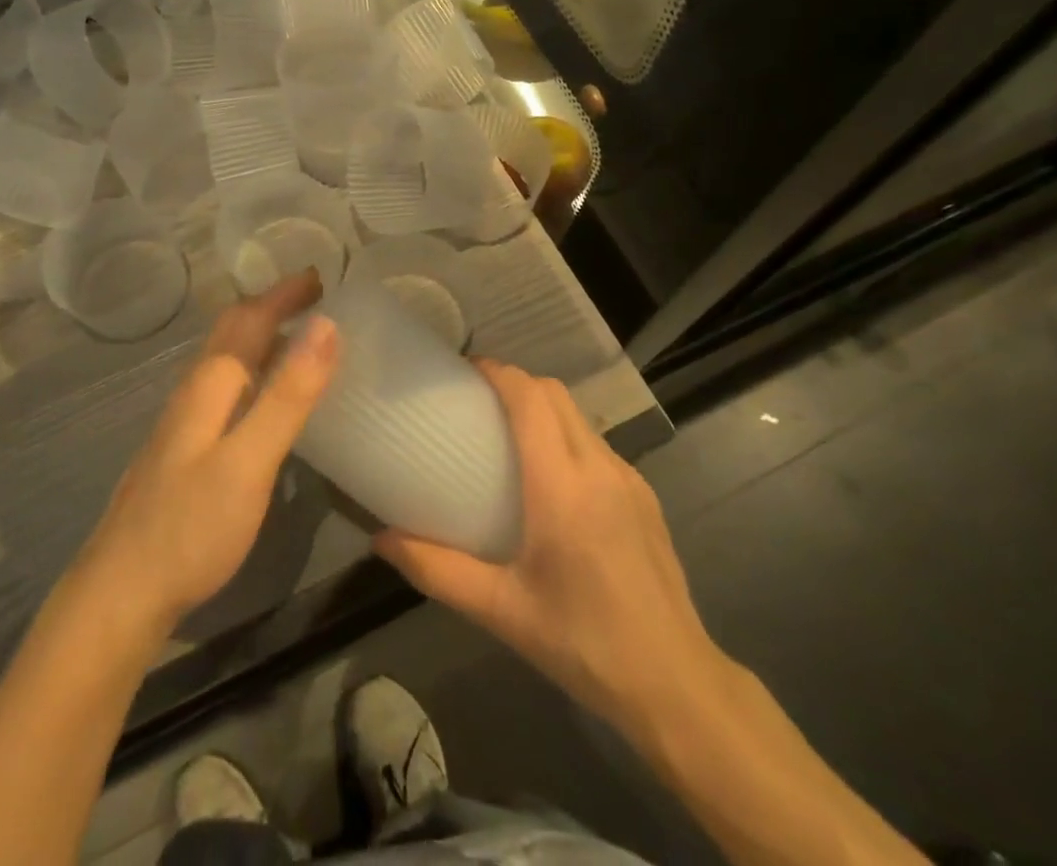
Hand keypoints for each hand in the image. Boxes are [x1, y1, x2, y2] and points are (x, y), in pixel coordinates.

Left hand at [75, 271, 341, 635]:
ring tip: (296, 335)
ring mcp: (183, 422)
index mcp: (210, 384)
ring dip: (259, 335)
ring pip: (224, 358)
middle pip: (231, 332)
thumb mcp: (250, 460)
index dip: (284, 294)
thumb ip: (288, 394)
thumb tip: (326, 324)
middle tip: (313, 297)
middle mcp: (193, 392)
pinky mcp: (183, 450)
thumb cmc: (189, 527)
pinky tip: (262, 396)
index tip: (321, 275)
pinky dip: (251, 369)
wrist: (120, 593)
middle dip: (271, 306)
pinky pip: (223, 386)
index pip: (250, 319)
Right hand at [374, 360, 718, 740]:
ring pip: (579, 416)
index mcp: (561, 485)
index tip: (463, 372)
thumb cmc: (581, 643)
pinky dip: (567, 437)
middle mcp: (597, 466)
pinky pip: (597, 445)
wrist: (675, 684)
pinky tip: (553, 482)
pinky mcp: (646, 495)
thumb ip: (436, 570)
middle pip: (554, 393)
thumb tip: (381, 539)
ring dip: (543, 408)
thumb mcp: (500, 610)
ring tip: (509, 437)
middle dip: (516, 383)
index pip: (529, 397)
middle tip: (477, 404)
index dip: (496, 372)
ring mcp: (628, 478)